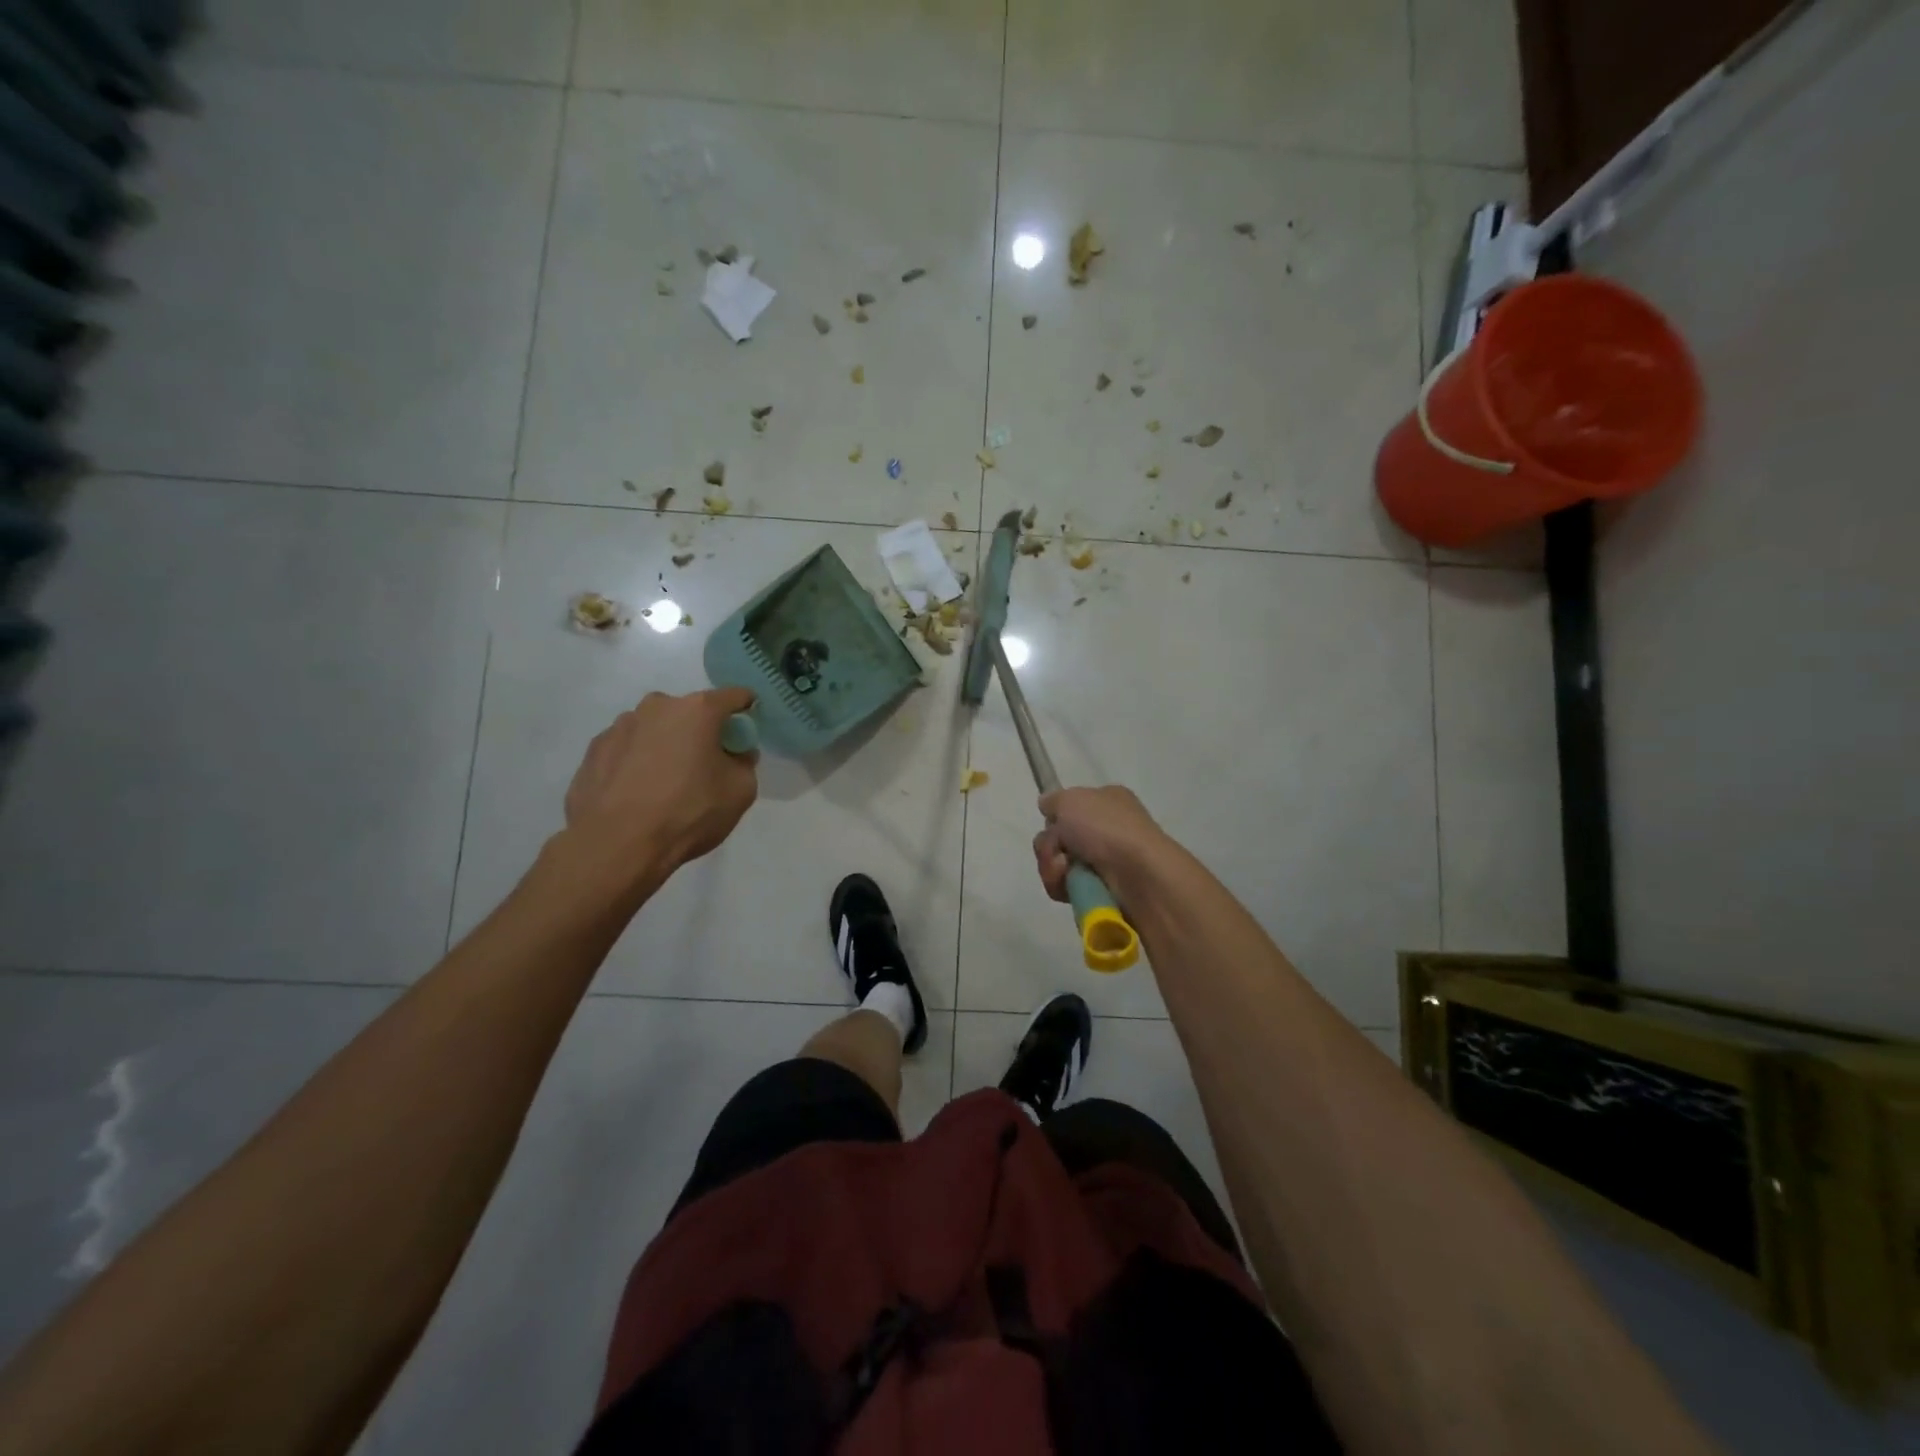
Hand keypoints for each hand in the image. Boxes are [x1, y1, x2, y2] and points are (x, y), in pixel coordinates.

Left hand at [564, 688, 758, 874]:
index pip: (734, 696)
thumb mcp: (740, 792)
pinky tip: (637, 793)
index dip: (746, 708)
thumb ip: (744, 764)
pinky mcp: (593, 750)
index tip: (747, 729)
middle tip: (705, 765)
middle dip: (701, 731)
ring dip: (665, 745)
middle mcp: (657, 707)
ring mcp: (619, 726)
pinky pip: (627, 749)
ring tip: (665, 784)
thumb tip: (735, 754)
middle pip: (690, 712)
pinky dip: (636, 763)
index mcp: (697, 710)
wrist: (616, 845)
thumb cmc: (687, 813)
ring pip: (655, 729)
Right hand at [1031, 785, 1171, 906]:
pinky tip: (1071, 888)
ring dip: (1052, 868)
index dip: (1057, 817)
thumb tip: (1048, 807)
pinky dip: (1063, 887)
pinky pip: (1068, 888)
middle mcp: (1109, 830)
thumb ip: (1054, 800)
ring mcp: (1107, 862)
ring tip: (1064, 872)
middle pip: (1059, 839)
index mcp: (1108, 801)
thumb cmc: (1107, 829)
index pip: (1071, 808)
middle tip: (1057, 851)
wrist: (1139, 876)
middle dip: (1049, 846)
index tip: (1053, 824)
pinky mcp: (1103, 891)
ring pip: (1059, 865)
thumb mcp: (1071, 800)